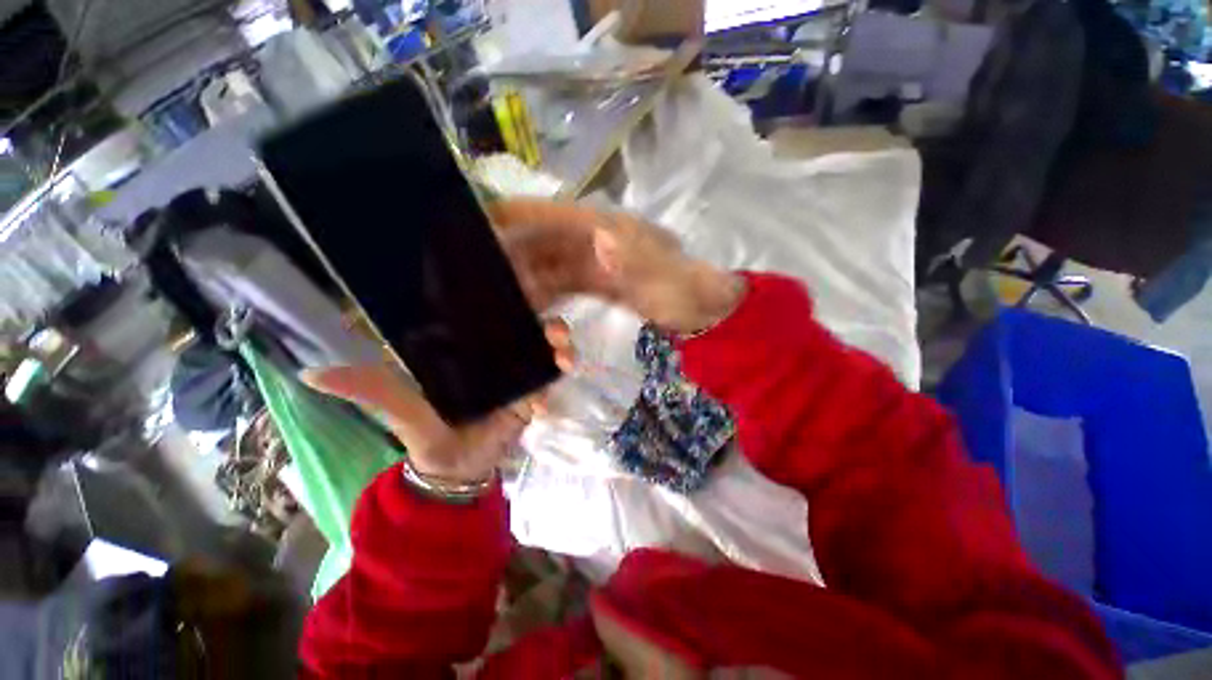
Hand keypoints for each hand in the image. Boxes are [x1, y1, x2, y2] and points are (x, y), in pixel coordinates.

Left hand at [301, 321, 573, 483]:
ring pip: (545, 346)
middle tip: (554, 329)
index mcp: (465, 348)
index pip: (489, 314)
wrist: (456, 469)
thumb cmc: (428, 433)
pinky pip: (552, 374)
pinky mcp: (533, 391)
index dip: (508, 298)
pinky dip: (561, 369)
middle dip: (544, 320)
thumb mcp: (401, 409)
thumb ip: (369, 390)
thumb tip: (310, 374)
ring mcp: (518, 371)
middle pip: (525, 326)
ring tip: (564, 354)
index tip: (523, 286)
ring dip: (560, 344)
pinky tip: (564, 372)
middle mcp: (495, 352)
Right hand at [488, 199, 744, 334]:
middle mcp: (592, 239)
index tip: (477, 234)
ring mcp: (592, 262)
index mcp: (606, 227)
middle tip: (491, 298)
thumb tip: (598, 240)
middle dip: (512, 267)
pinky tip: (543, 328)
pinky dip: (547, 305)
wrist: (707, 314)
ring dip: (528, 293)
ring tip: (517, 320)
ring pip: (546, 270)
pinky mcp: (594, 282)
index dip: (513, 218)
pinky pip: (559, 290)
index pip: (551, 214)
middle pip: (539, 244)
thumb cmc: (691, 293)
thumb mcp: (669, 279)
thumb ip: (638, 262)